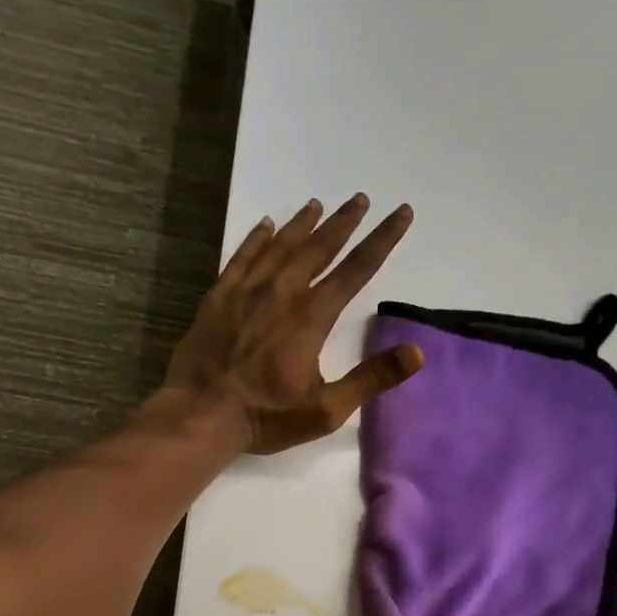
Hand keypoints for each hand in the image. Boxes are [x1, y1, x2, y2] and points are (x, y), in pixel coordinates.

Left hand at [164, 194, 421, 453]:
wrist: (200, 415)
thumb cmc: (267, 416)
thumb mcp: (327, 409)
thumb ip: (371, 379)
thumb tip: (416, 353)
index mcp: (312, 317)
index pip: (356, 270)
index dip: (382, 240)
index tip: (400, 213)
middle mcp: (282, 293)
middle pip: (319, 248)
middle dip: (343, 223)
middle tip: (359, 199)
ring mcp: (247, 292)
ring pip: (281, 246)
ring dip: (303, 224)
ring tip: (318, 205)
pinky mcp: (218, 297)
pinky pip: (242, 257)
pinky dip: (257, 238)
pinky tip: (266, 226)